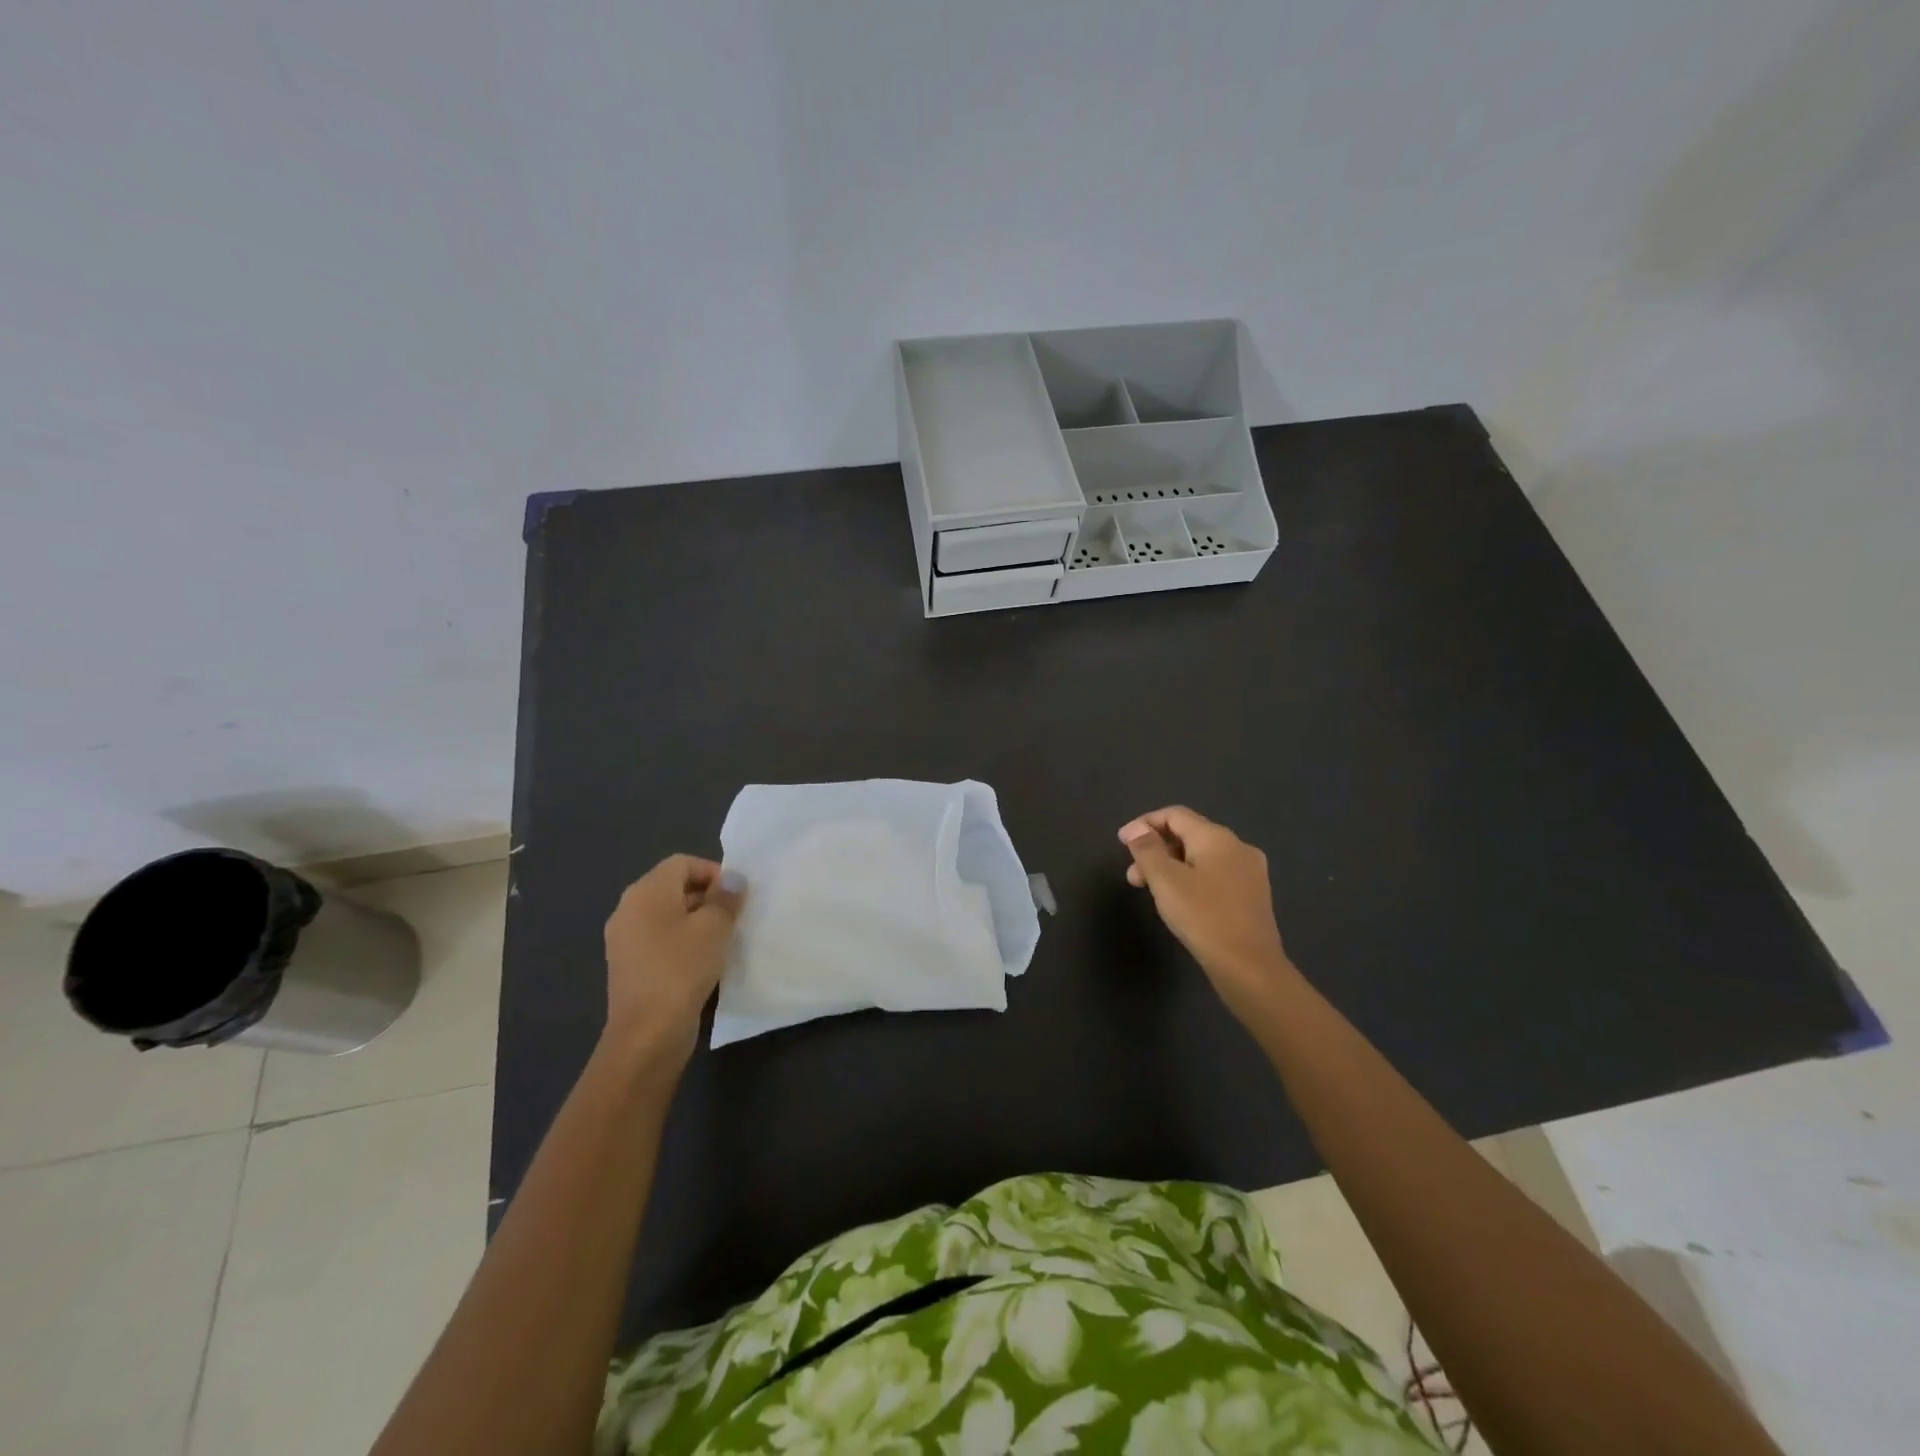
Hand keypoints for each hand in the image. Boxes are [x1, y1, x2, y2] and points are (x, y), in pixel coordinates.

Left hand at [601, 855, 744, 1067]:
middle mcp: (629, 909)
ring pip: (667, 916)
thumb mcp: (714, 927)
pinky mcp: (629, 966)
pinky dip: (682, 943)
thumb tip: (733, 879)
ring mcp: (625, 940)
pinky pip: (660, 940)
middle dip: (707, 896)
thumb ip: (725, 898)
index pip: (682, 863)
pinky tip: (703, 962)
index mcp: (645, 892)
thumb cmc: (682, 968)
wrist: (647, 1034)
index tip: (737, 895)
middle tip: (735, 916)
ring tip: (723, 939)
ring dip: (696, 921)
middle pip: (673, 887)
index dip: (713, 872)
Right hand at [1119, 807, 1298, 1020]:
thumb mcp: (1165, 880)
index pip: (1175, 815)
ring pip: (1201, 857)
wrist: (1249, 966)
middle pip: (1188, 834)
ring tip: (1152, 892)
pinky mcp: (1253, 895)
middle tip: (1133, 876)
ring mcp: (1249, 871)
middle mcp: (1238, 846)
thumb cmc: (1202, 916)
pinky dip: (1191, 879)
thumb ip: (1147, 849)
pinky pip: (1215, 874)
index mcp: (1216, 837)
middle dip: (1156, 850)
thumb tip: (1137, 829)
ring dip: (1171, 867)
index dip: (1144, 824)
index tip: (1122, 844)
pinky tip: (1180, 902)